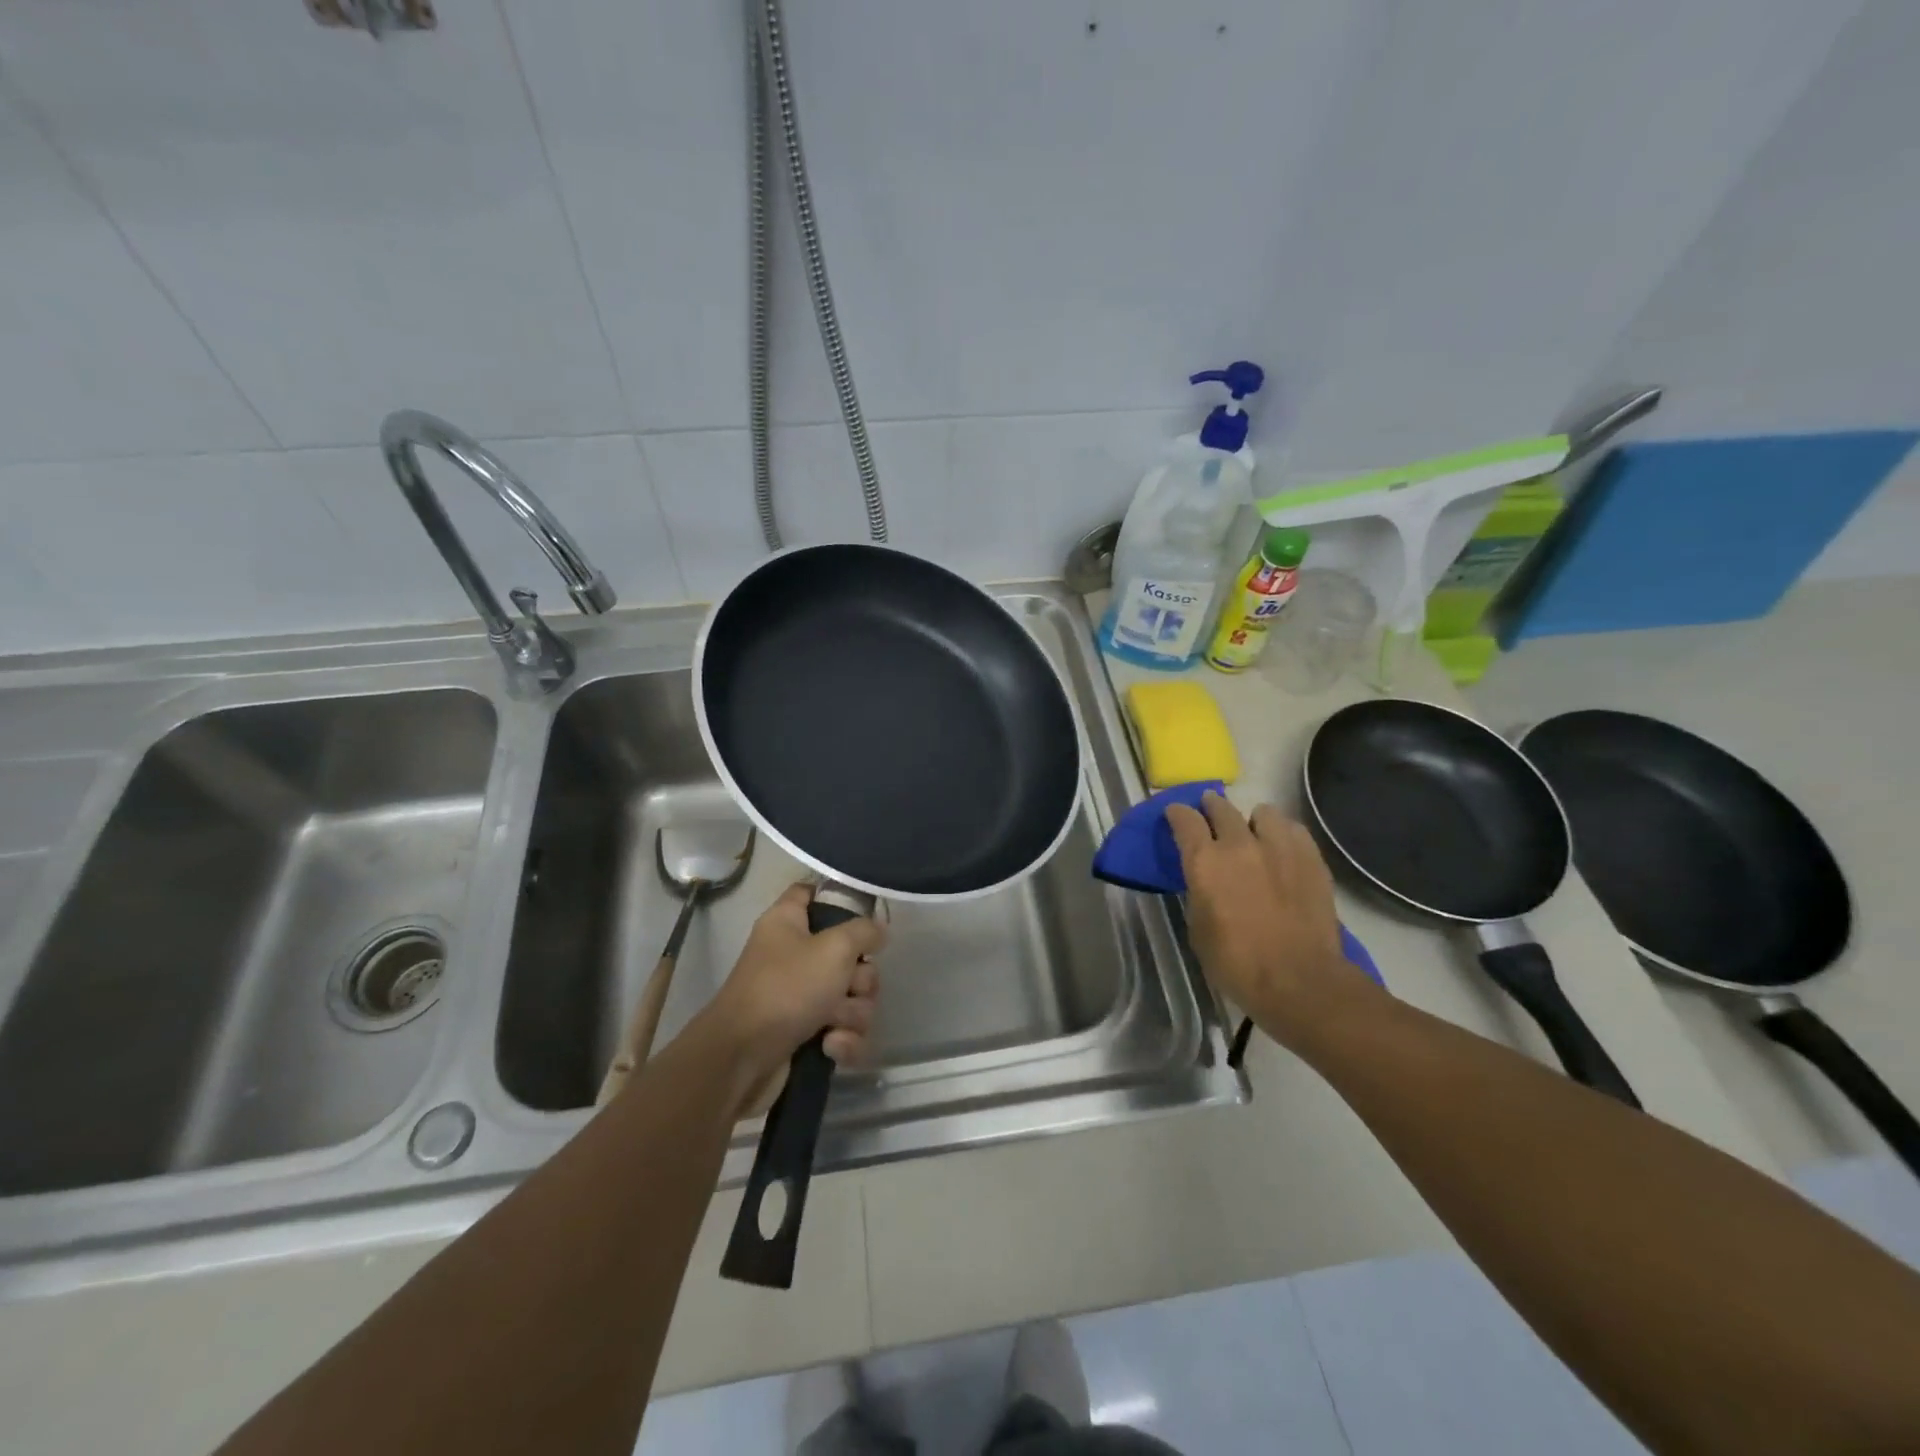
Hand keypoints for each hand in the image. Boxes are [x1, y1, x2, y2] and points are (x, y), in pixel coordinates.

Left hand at [701, 883, 884, 1091]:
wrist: (742, 1060)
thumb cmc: (786, 989)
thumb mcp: (834, 948)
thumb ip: (865, 932)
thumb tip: (878, 931)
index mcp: (789, 922)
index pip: (811, 892)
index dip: (838, 898)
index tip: (864, 914)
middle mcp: (795, 955)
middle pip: (850, 955)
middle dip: (861, 979)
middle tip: (849, 987)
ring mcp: (801, 997)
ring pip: (852, 997)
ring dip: (853, 1014)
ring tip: (835, 1024)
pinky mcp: (807, 1034)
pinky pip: (844, 1030)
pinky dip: (843, 1041)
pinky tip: (830, 1047)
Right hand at [1166, 792, 1373, 1047]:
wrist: (1299, 980)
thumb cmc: (1237, 963)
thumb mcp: (1199, 928)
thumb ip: (1199, 893)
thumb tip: (1205, 881)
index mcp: (1204, 861)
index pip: (1185, 819)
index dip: (1177, 813)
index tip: (1175, 814)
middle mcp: (1239, 844)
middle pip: (1221, 807)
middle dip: (1211, 807)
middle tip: (1210, 813)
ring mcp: (1279, 847)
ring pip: (1263, 812)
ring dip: (1253, 820)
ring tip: (1254, 833)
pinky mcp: (1311, 858)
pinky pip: (1294, 830)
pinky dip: (1284, 834)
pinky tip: (1283, 849)